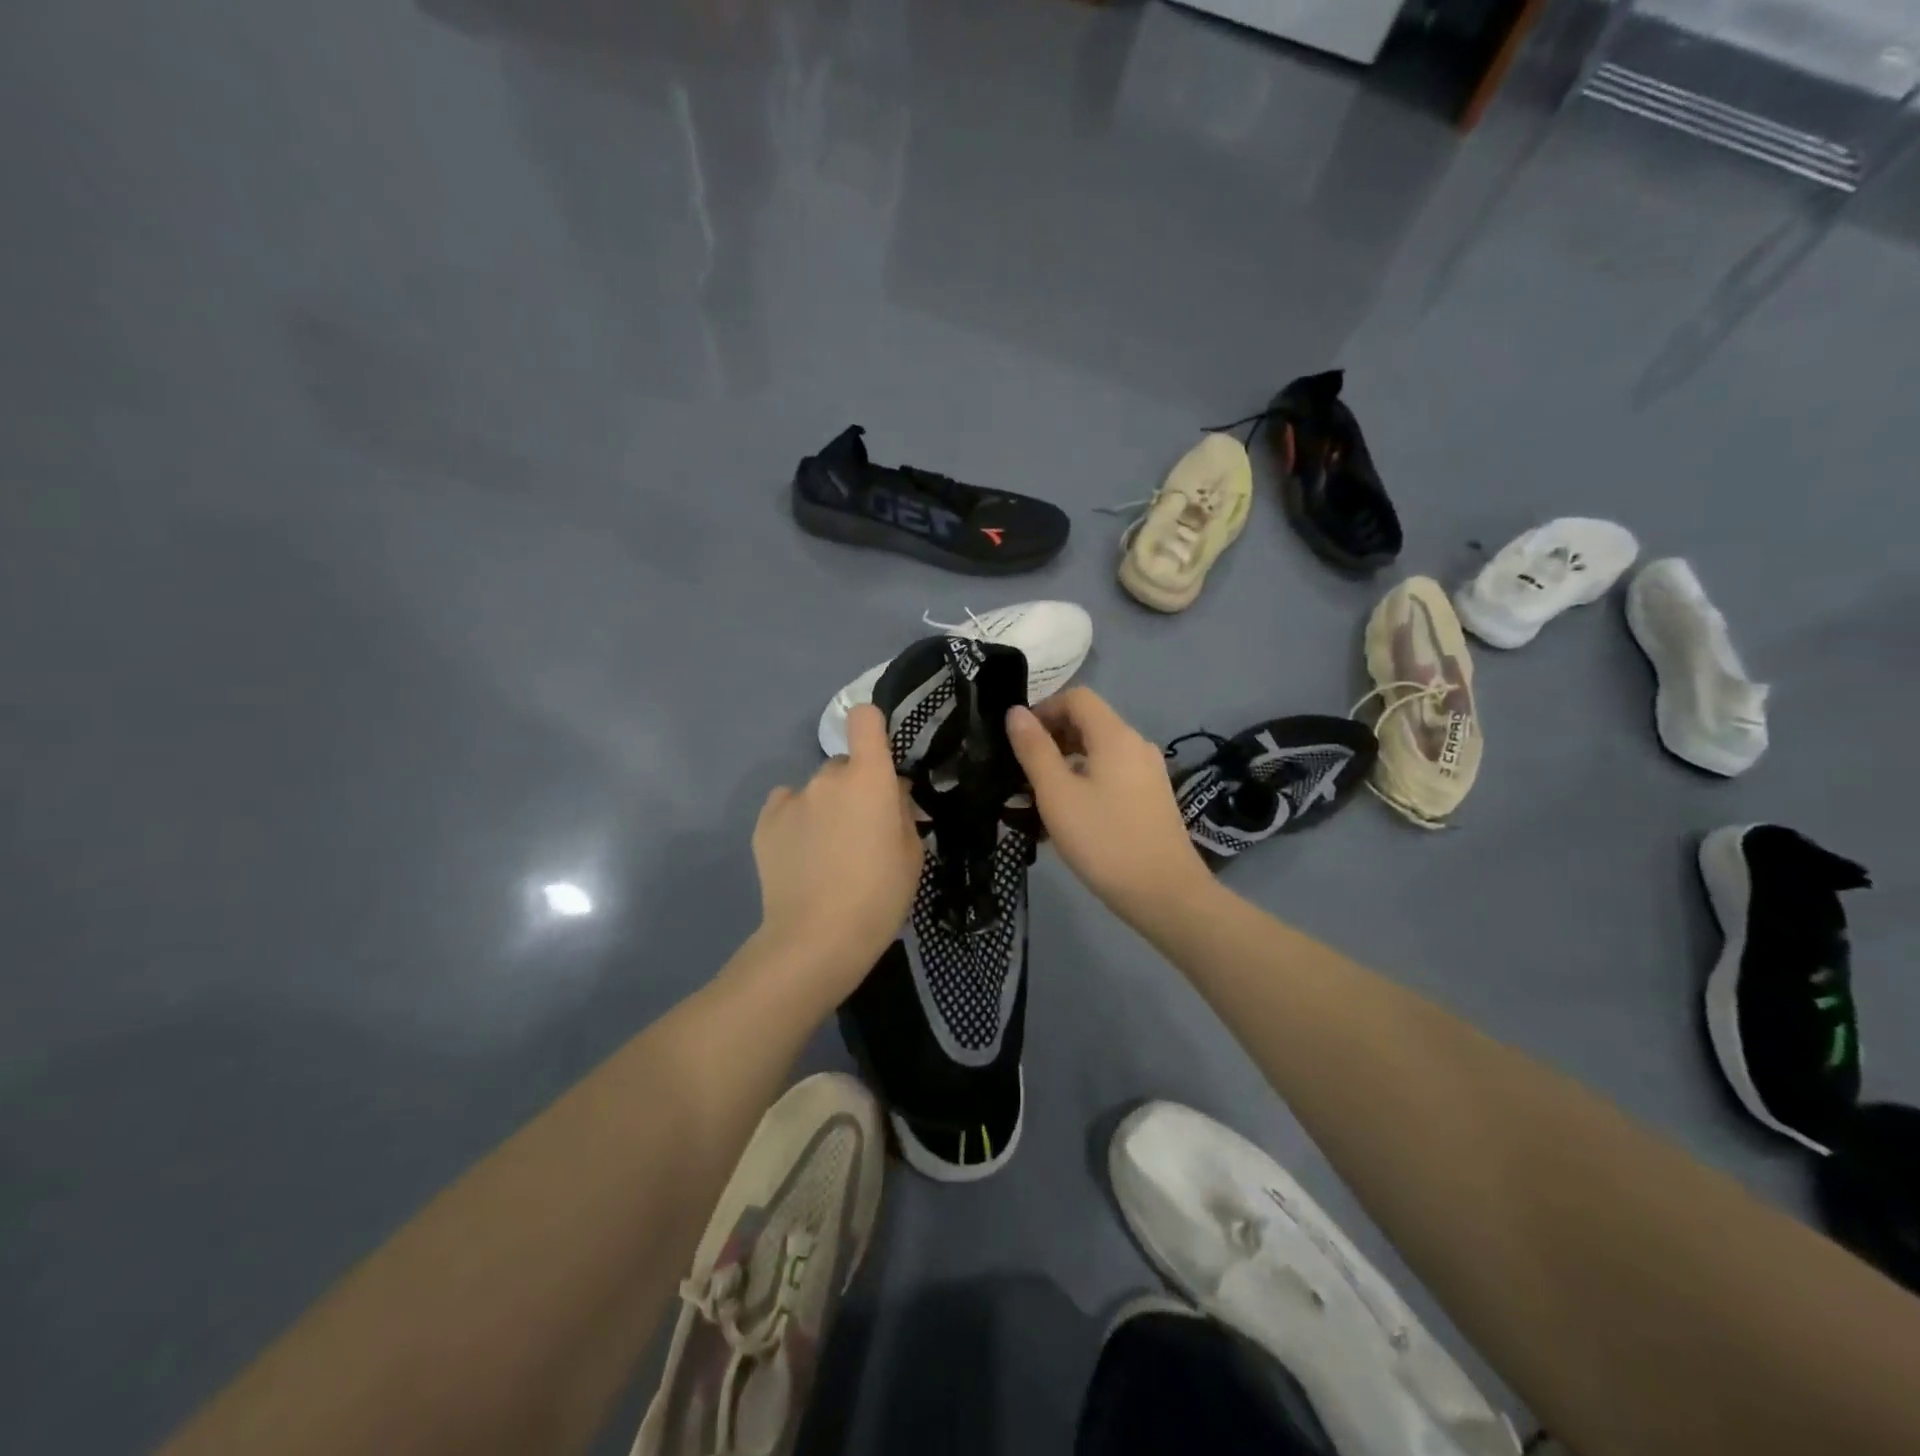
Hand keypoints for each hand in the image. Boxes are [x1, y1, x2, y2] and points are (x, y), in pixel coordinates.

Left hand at [751, 704, 923, 988]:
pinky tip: (802, 854)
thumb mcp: (912, 854)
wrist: (817, 939)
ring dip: (825, 807)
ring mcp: (792, 798)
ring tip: (828, 851)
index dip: (872, 728)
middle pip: (844, 765)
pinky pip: (788, 806)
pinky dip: (797, 820)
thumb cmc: (879, 897)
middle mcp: (827, 777)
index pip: (864, 719)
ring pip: (816, 790)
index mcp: (869, 778)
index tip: (879, 756)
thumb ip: (902, 811)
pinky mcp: (765, 822)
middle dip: (855, 787)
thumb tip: (891, 792)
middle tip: (861, 828)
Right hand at [1005, 688, 1211, 921]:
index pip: (1077, 698)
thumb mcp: (1057, 794)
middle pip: (1090, 722)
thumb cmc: (1104, 840)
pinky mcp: (1152, 798)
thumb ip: (1034, 750)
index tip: (1018, 739)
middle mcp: (1137, 745)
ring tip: (1039, 796)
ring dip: (1066, 763)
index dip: (1044, 709)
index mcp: (1115, 736)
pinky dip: (1086, 781)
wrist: (1164, 894)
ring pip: (1099, 752)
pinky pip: (1112, 774)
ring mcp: (1149, 772)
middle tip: (1022, 769)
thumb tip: (1016, 712)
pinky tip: (1069, 816)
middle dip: (1052, 737)